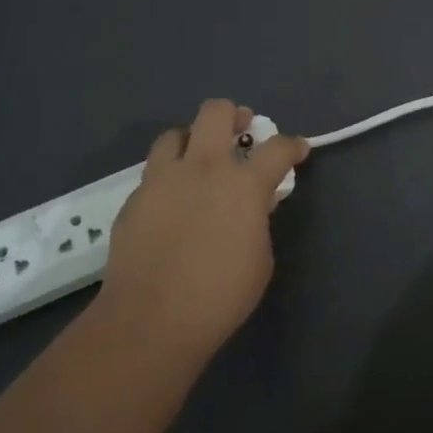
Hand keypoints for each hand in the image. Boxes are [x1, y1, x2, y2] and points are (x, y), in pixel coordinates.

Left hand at [93, 99, 308, 364]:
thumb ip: (257, 220)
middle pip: (217, 112)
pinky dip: (168, 178)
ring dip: (192, 141)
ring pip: (175, 134)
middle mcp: (204, 168)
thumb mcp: (260, 258)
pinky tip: (171, 203)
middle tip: (240, 132)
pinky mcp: (134, 199)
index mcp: (243, 184)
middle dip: (234, 115)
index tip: (297, 150)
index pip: (277, 147)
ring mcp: (163, 179)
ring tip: (198, 161)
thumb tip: (250, 206)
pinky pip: (153, 173)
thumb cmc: (220, 295)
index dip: (293, 145)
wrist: (151, 320)